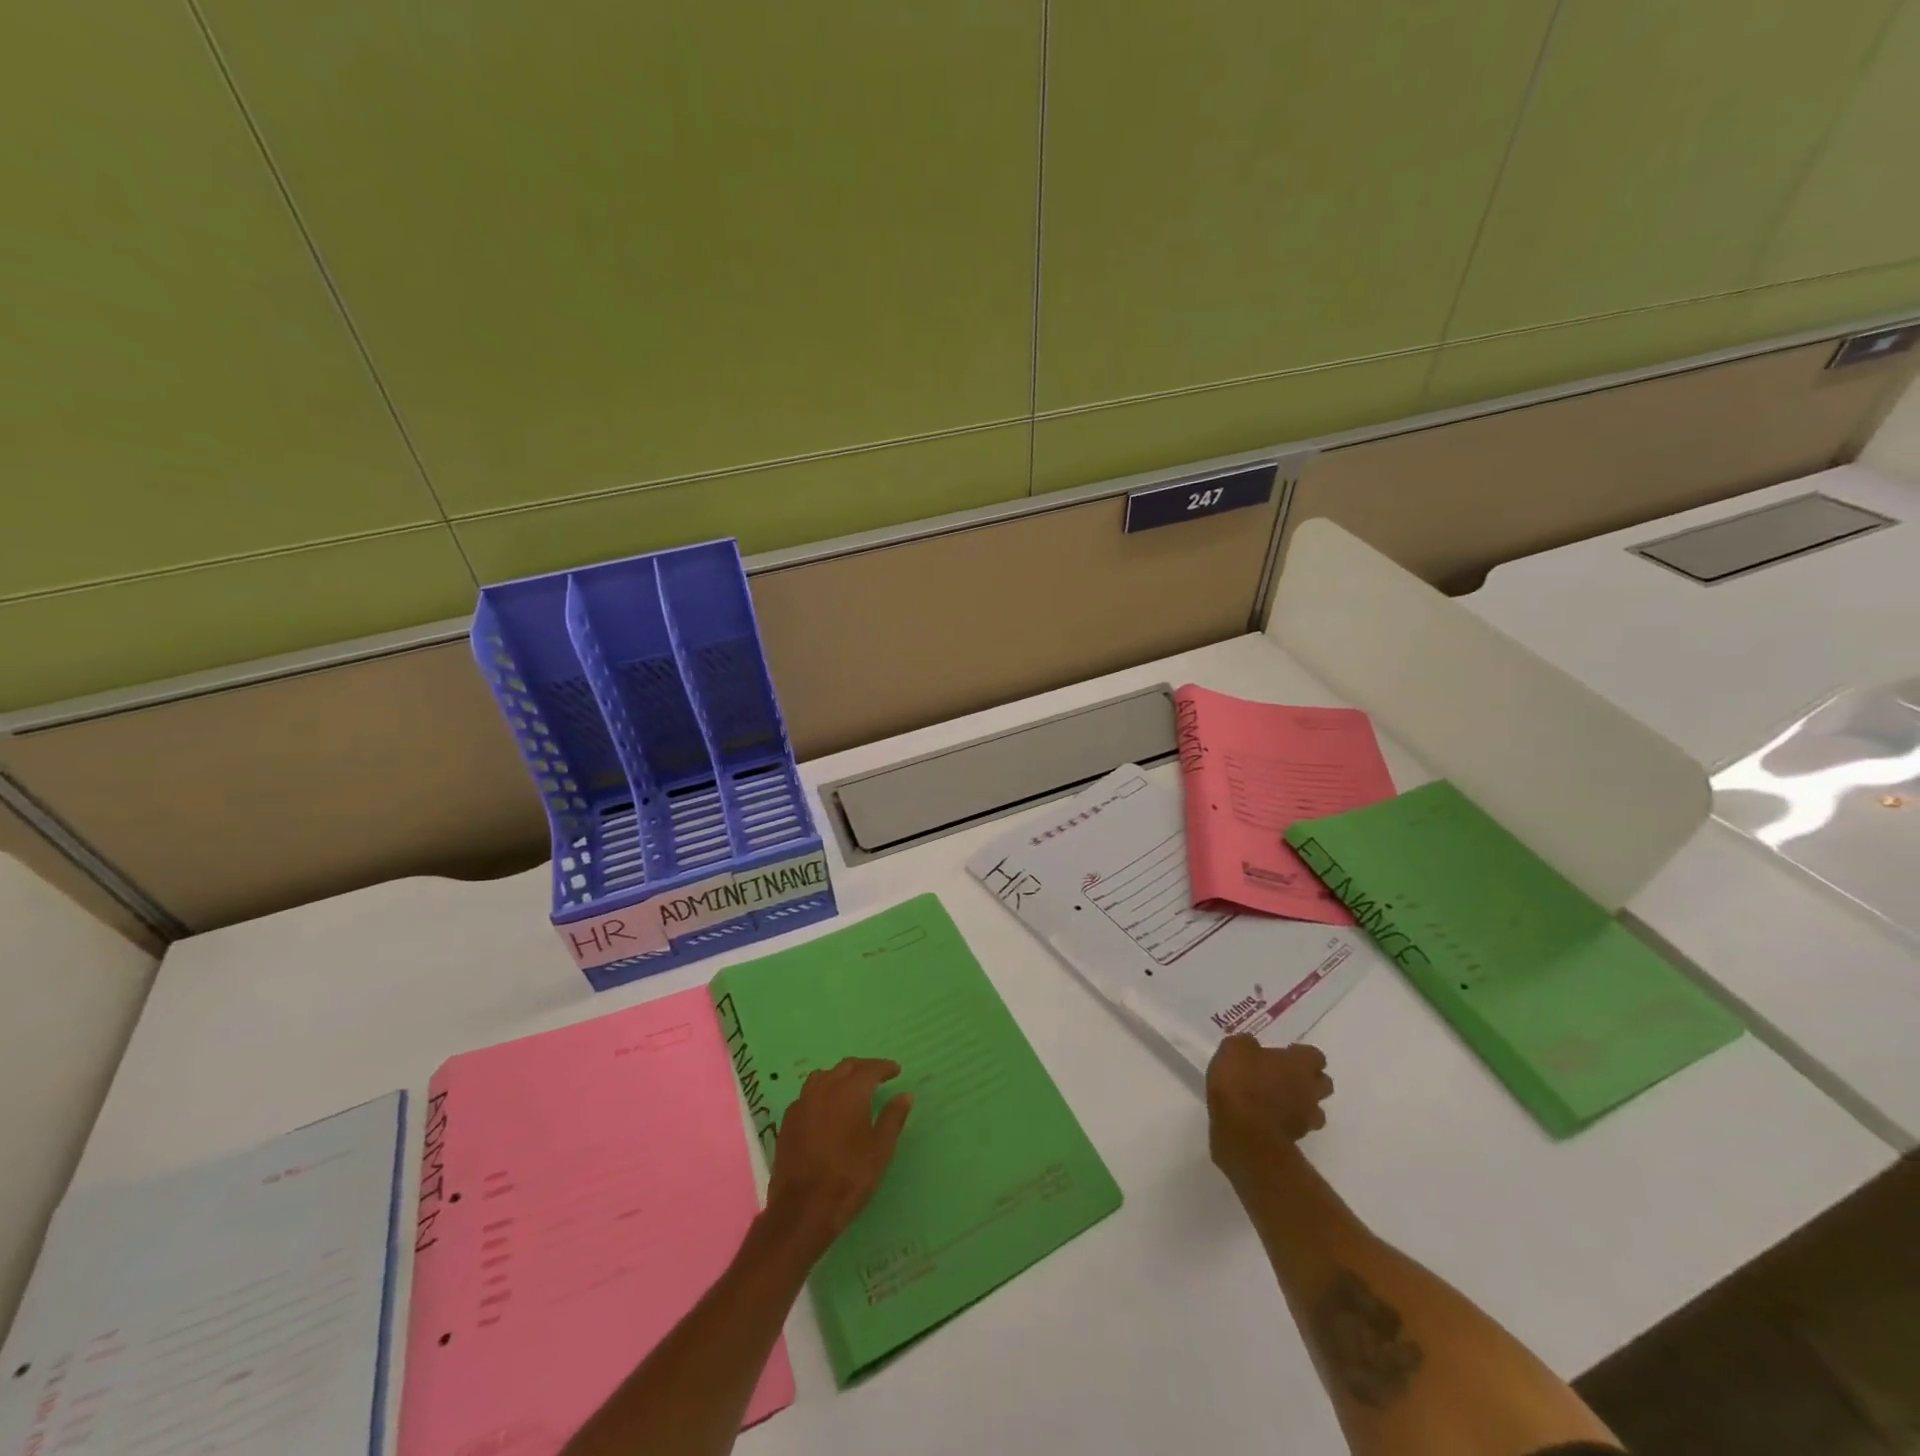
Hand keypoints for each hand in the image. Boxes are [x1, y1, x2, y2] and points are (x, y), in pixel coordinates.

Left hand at [765, 1057, 912, 1258]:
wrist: (803, 1208)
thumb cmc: (849, 1177)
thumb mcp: (881, 1149)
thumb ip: (893, 1118)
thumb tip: (905, 1095)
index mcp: (850, 1091)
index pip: (870, 1068)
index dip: (884, 1067)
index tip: (896, 1070)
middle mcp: (825, 1088)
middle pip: (846, 1067)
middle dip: (863, 1068)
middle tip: (877, 1076)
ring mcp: (802, 1103)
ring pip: (823, 1076)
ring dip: (840, 1076)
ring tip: (850, 1088)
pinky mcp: (788, 1121)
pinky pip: (807, 1095)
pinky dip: (821, 1093)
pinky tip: (826, 1109)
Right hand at [1206, 1036, 1332, 1171]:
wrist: (1242, 1132)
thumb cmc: (1241, 1082)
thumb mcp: (1234, 1049)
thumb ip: (1247, 1044)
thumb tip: (1251, 1045)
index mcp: (1299, 1064)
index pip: (1315, 1056)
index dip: (1301, 1054)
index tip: (1284, 1053)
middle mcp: (1309, 1090)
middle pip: (1323, 1083)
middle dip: (1309, 1079)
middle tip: (1285, 1075)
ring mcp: (1305, 1118)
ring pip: (1315, 1109)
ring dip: (1301, 1104)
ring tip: (1278, 1100)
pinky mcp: (1295, 1141)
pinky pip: (1297, 1127)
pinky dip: (1287, 1122)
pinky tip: (1266, 1118)